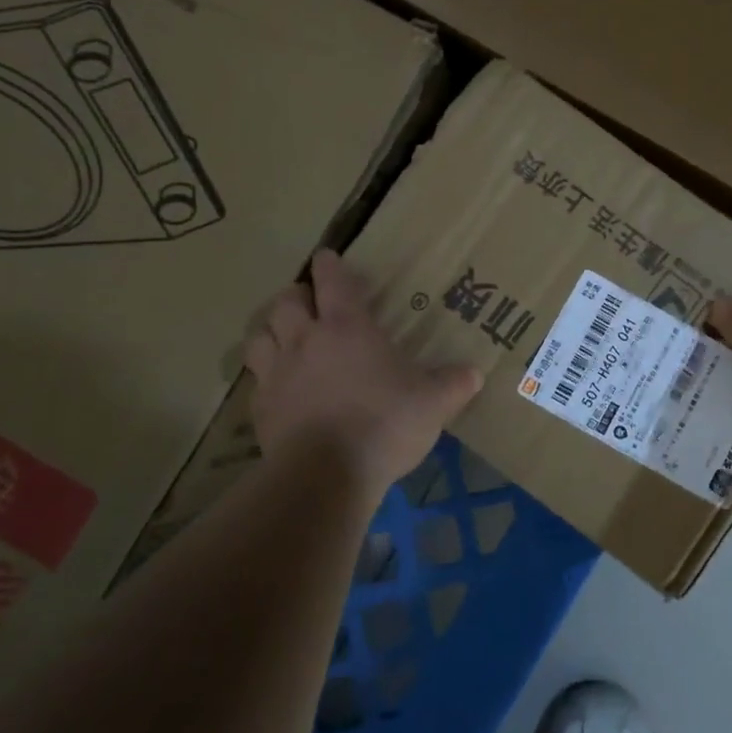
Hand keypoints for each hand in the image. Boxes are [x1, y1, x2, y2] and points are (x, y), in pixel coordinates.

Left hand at [245, 250, 482, 493]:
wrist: (326, 475)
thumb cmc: (384, 424)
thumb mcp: (433, 403)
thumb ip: (454, 384)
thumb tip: (475, 373)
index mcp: (347, 328)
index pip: (332, 280)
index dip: (329, 265)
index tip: (327, 257)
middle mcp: (306, 341)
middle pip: (286, 301)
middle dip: (297, 295)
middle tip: (309, 301)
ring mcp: (277, 373)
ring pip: (259, 335)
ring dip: (271, 330)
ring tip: (285, 337)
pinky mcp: (260, 408)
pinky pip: (256, 379)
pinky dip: (265, 375)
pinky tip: (280, 388)